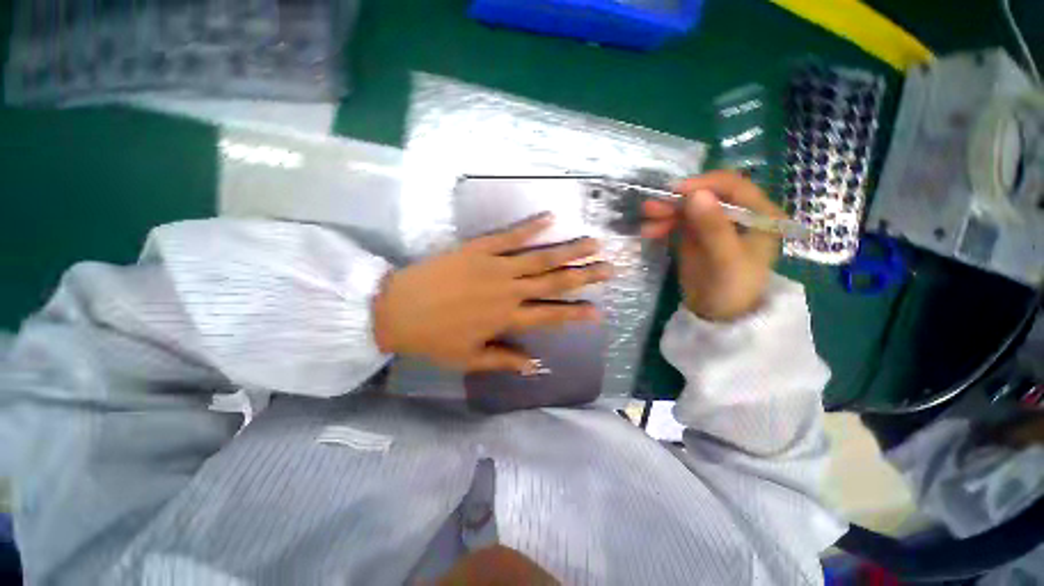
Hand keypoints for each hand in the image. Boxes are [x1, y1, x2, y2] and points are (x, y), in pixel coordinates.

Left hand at [373, 214, 611, 372]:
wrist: (397, 309)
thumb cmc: (434, 338)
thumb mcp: (469, 358)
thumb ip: (505, 360)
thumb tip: (535, 366)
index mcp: (507, 318)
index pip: (551, 315)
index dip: (576, 313)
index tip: (599, 311)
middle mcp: (509, 291)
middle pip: (554, 282)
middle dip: (584, 276)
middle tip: (609, 268)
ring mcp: (495, 267)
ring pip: (540, 257)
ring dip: (569, 250)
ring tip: (592, 242)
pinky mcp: (479, 249)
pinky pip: (510, 236)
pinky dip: (531, 227)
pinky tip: (550, 217)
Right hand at [641, 171, 782, 321]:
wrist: (718, 316)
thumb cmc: (732, 289)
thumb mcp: (726, 259)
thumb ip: (713, 227)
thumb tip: (695, 193)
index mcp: (758, 214)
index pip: (731, 186)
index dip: (703, 183)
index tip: (674, 191)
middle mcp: (736, 213)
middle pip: (704, 195)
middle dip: (677, 200)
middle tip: (650, 207)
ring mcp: (713, 224)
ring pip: (687, 208)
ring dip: (665, 211)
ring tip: (646, 221)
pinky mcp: (695, 236)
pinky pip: (677, 223)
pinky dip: (662, 224)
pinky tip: (649, 232)